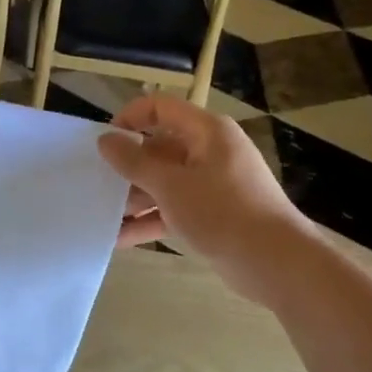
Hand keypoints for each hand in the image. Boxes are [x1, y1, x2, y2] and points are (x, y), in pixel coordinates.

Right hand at [97, 96, 308, 293]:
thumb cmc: (222, 212)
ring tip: (101, 214)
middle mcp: (209, 151)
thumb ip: (134, 162)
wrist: (276, 263)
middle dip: (127, 167)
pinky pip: (174, 208)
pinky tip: (119, 238)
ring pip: (164, 182)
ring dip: (135, 198)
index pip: (160, 108)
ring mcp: (212, 184)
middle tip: (95, 183)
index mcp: (206, 131)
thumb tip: (104, 140)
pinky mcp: (212, 214)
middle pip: (159, 148)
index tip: (104, 142)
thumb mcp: (171, 185)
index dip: (129, 118)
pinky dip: (151, 219)